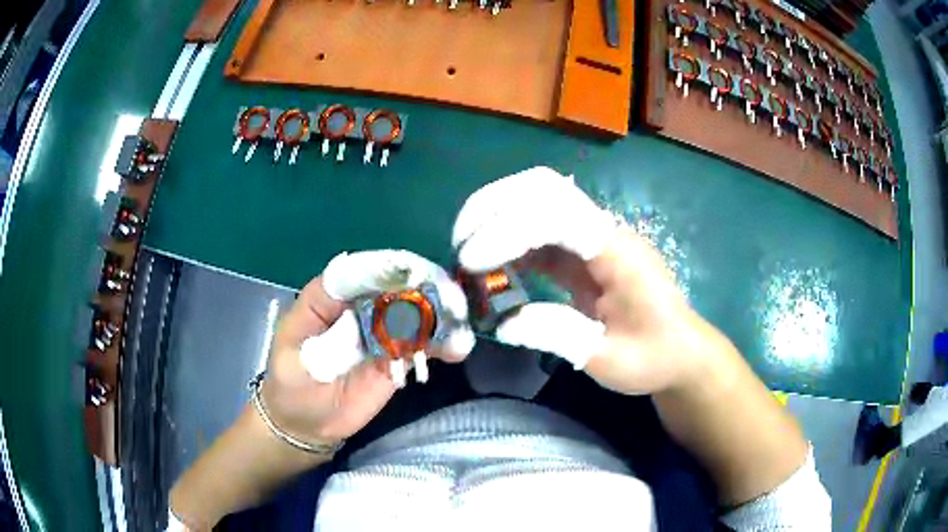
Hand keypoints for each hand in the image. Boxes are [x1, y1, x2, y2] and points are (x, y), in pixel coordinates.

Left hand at [262, 250, 474, 443]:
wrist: (303, 424)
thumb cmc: (291, 379)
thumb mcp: (293, 338)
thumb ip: (320, 306)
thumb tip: (351, 268)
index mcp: (337, 296)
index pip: (368, 272)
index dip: (392, 269)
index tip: (416, 274)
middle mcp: (365, 309)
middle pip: (401, 288)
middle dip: (427, 289)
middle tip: (450, 299)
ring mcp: (385, 335)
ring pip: (418, 315)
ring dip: (442, 315)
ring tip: (459, 322)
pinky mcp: (398, 361)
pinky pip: (424, 347)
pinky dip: (443, 344)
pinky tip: (458, 348)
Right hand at [453, 167, 709, 394]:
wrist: (679, 352)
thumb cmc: (653, 356)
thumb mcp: (609, 360)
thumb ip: (559, 335)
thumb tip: (503, 321)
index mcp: (617, 251)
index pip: (555, 215)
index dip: (508, 231)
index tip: (473, 264)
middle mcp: (603, 230)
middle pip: (542, 187)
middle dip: (493, 207)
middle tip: (461, 245)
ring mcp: (591, 236)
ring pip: (535, 199)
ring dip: (495, 215)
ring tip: (466, 251)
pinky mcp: (580, 249)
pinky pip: (537, 229)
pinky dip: (506, 239)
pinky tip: (489, 265)